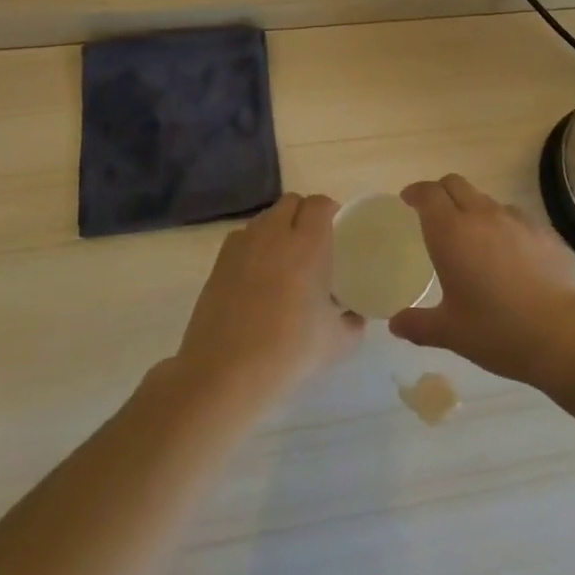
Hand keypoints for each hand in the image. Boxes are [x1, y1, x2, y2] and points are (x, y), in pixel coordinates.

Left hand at [172, 193, 364, 408]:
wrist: (226, 372)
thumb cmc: (289, 352)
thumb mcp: (338, 343)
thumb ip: (354, 323)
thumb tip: (356, 315)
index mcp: (308, 245)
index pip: (319, 204)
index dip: (330, 210)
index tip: (338, 229)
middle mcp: (274, 235)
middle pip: (291, 202)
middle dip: (304, 213)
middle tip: (314, 241)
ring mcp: (242, 246)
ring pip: (264, 218)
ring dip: (278, 227)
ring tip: (286, 257)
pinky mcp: (219, 263)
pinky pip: (242, 238)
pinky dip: (254, 245)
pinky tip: (258, 274)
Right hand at [389, 175, 574, 384]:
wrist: (558, 333)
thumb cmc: (494, 330)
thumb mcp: (449, 332)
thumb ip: (418, 324)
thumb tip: (396, 324)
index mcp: (451, 233)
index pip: (429, 194)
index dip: (416, 192)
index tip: (408, 200)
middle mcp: (481, 216)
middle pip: (455, 184)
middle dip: (441, 192)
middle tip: (434, 214)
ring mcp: (515, 220)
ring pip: (486, 199)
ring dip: (472, 208)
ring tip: (472, 237)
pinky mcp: (542, 231)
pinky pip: (514, 216)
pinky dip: (502, 225)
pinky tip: (506, 252)